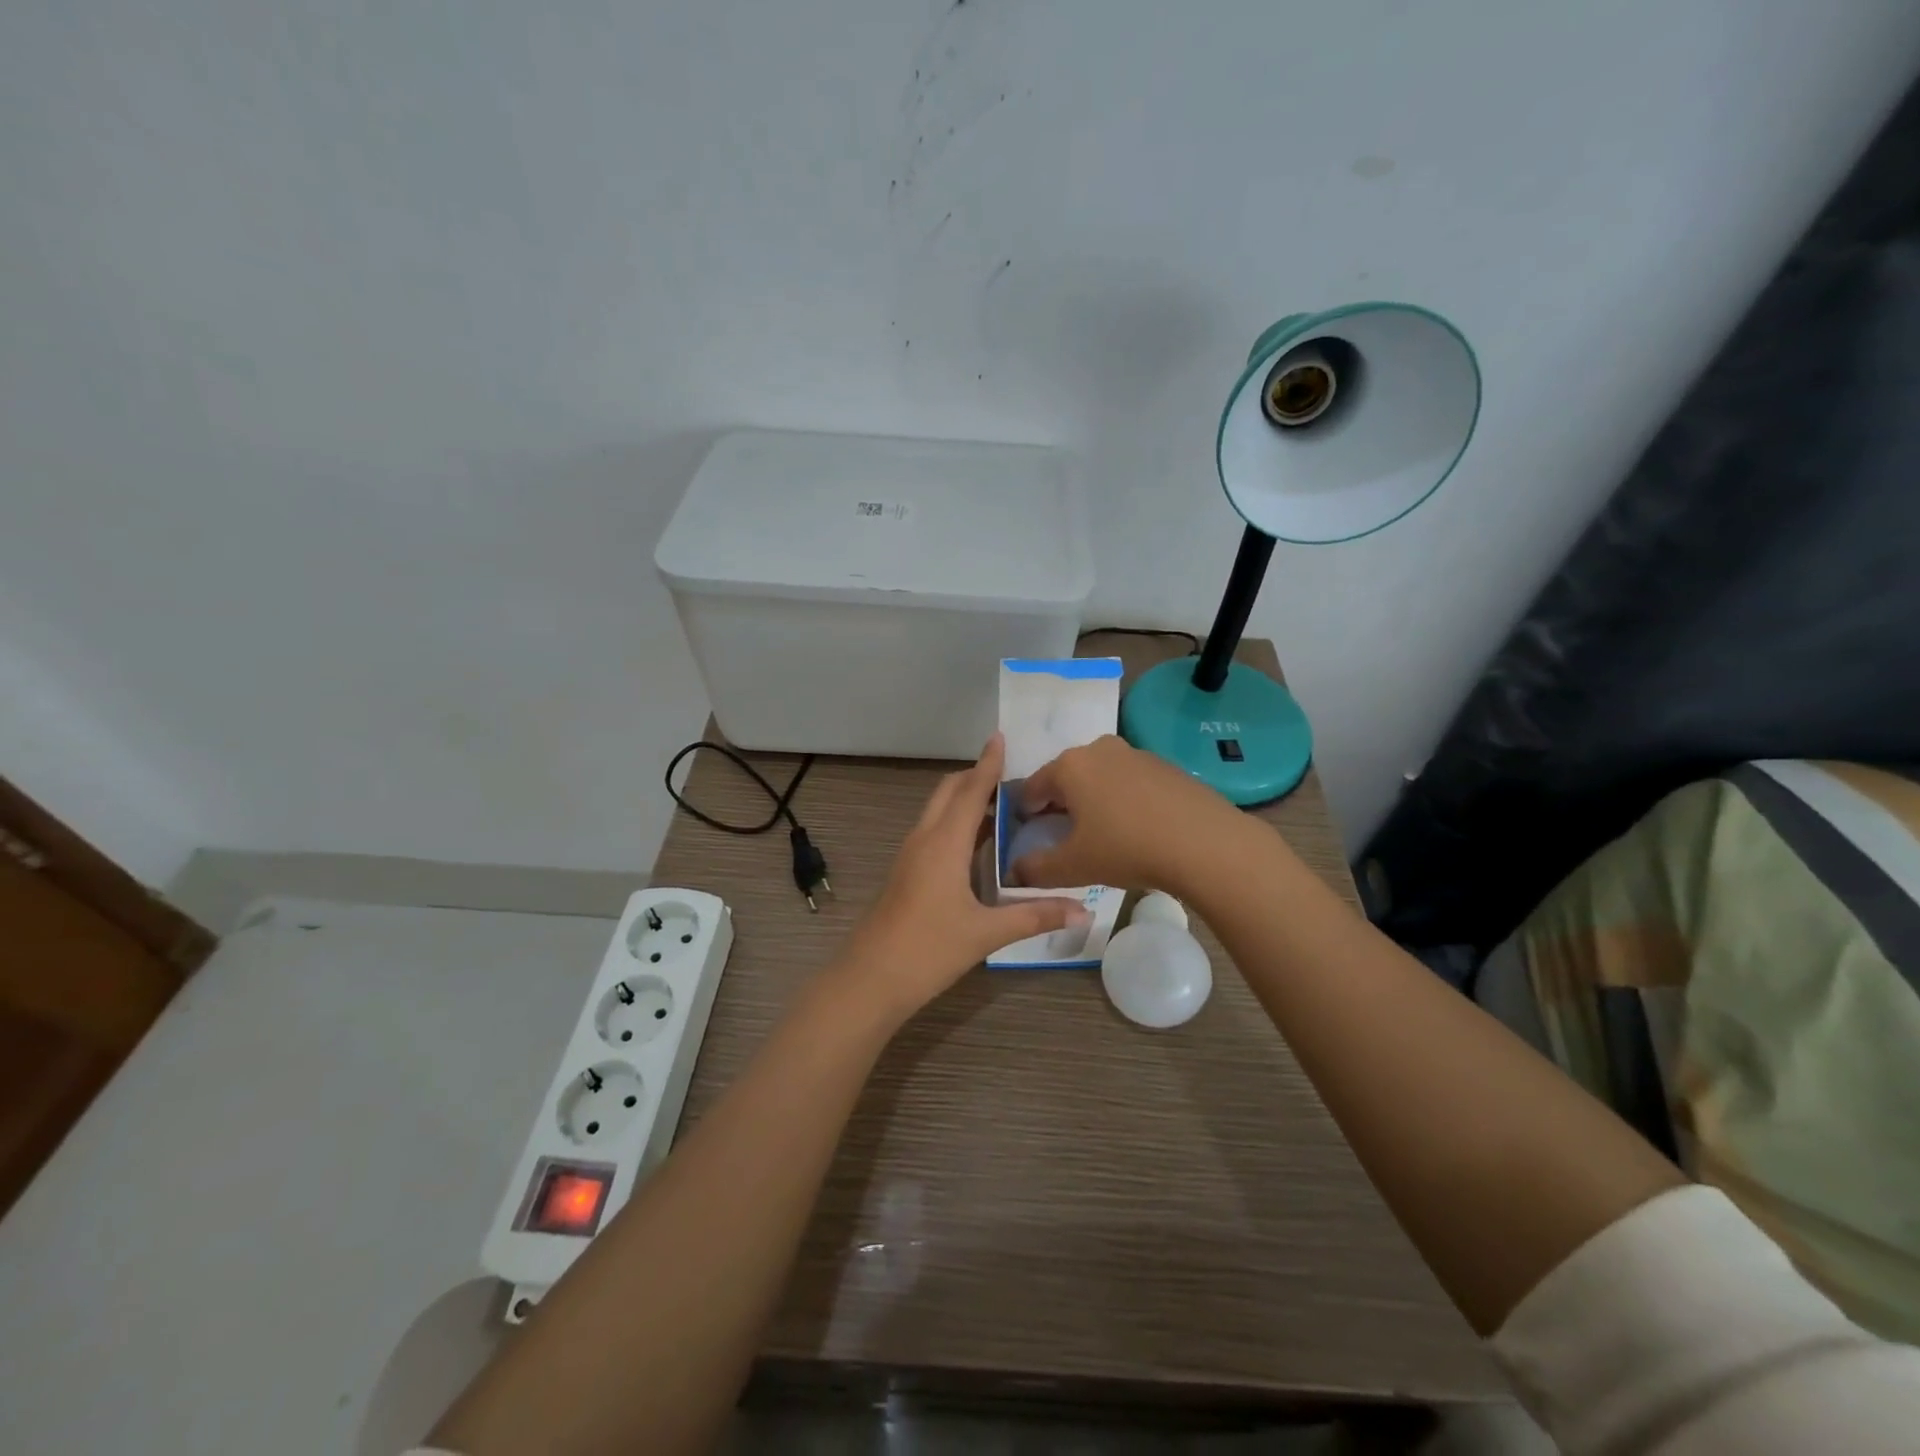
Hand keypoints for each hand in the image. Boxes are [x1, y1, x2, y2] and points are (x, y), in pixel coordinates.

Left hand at [837, 734, 1089, 1022]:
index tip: (1000, 736)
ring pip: (937, 811)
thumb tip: (1083, 909)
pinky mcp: (906, 872)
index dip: (987, 763)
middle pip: (948, 792)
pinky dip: (955, 822)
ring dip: (964, 798)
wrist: (870, 979)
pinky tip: (976, 843)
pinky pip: (933, 831)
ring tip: (1001, 802)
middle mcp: (924, 839)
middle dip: (975, 776)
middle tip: (1010, 773)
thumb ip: (1034, 916)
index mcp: (944, 843)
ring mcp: (910, 855)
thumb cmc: (928, 949)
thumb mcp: (986, 933)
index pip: (970, 790)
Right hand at [1012, 735, 1241, 894]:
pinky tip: (1134, 828)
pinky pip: (1130, 782)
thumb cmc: (1127, 848)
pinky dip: (1122, 800)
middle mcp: (1099, 749)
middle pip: (1066, 777)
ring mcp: (1136, 754)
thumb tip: (1014, 872)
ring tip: (1100, 833)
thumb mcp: (1074, 866)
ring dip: (1092, 800)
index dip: (1023, 812)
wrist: (1206, 843)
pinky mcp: (1166, 766)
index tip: (1025, 833)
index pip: (1032, 786)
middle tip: (1061, 835)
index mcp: (1070, 765)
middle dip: (1058, 803)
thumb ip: (1036, 869)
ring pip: (1100, 777)